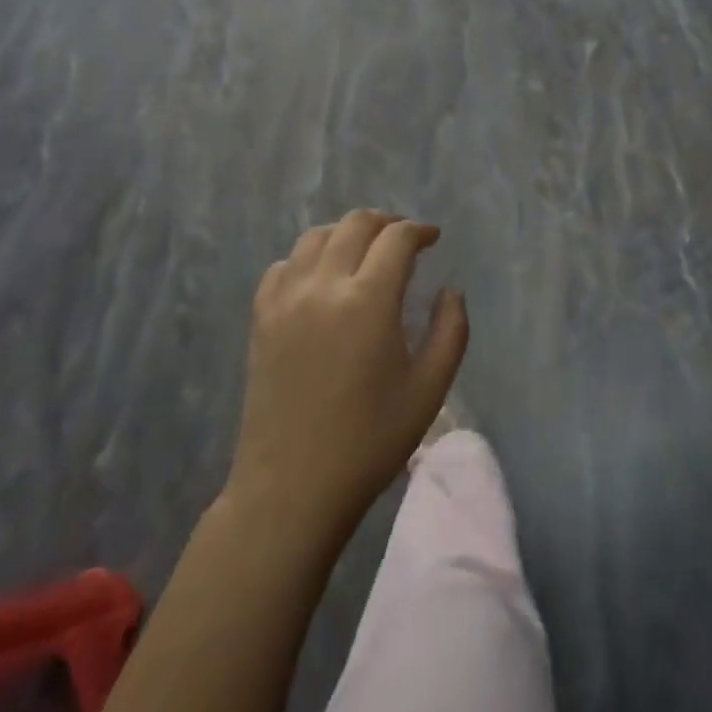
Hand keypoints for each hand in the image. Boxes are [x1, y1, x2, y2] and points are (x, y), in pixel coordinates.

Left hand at [228, 210, 467, 538]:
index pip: (396, 239)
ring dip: (346, 233)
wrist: (292, 488)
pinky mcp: (261, 317)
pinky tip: (321, 279)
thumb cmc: (369, 442)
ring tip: (364, 253)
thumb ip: (451, 331)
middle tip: (404, 240)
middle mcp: (324, 286)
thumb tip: (450, 290)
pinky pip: (284, 266)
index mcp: (369, 300)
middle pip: (355, 224)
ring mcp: (286, 299)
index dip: (419, 231)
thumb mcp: (429, 390)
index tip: (433, 238)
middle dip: (386, 223)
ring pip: (316, 236)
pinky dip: (308, 259)